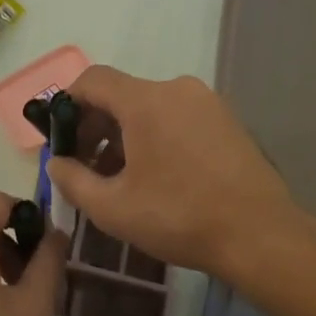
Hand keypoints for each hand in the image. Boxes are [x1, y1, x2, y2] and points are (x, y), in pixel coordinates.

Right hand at [44, 67, 296, 276]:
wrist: (261, 235)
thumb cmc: (180, 217)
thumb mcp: (114, 208)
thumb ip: (73, 181)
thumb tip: (55, 163)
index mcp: (144, 100)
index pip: (93, 80)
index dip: (68, 103)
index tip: (60, 136)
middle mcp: (175, 88)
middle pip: (122, 94)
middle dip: (96, 125)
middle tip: (86, 165)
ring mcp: (205, 102)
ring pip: (150, 106)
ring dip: (126, 134)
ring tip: (120, 177)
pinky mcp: (226, 119)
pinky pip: (177, 116)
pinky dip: (157, 135)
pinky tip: (158, 175)